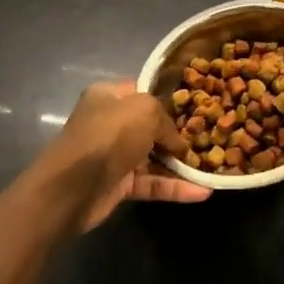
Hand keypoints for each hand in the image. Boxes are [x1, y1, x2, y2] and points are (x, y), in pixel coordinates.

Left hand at [31, 82, 209, 232]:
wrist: (71, 188)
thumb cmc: (108, 136)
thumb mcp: (145, 111)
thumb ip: (166, 122)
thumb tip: (178, 144)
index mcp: (109, 96)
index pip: (143, 91)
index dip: (169, 98)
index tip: (196, 106)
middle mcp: (110, 123)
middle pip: (151, 127)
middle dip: (179, 135)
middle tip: (210, 138)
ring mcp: (115, 156)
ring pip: (154, 158)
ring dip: (181, 165)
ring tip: (212, 168)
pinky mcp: (119, 186)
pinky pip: (152, 184)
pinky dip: (175, 188)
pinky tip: (202, 192)